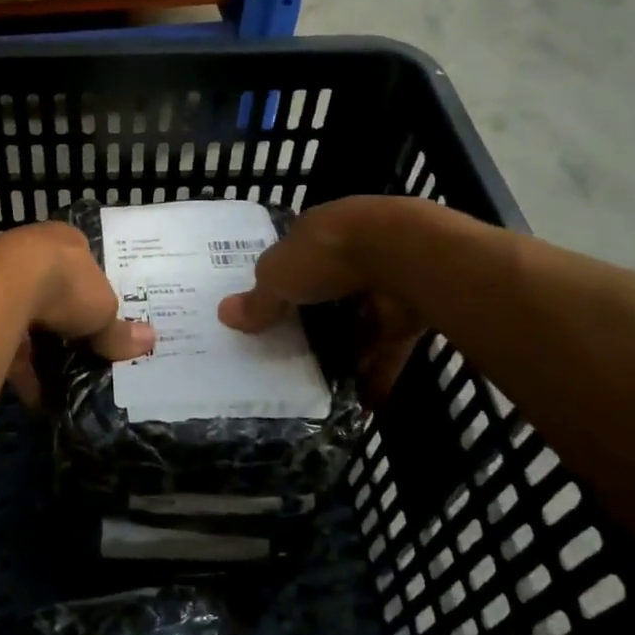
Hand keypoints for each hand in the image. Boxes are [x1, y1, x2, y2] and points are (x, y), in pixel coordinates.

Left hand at [0, 223, 153, 406]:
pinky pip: (2, 341)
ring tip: (58, 385)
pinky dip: (18, 368)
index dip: (91, 291)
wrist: (2, 289)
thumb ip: (120, 330)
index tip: (98, 318)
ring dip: (38, 351)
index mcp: (64, 240)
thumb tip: (150, 341)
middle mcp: (27, 250)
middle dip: (63, 324)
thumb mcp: (104, 311)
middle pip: (50, 290)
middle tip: (79, 352)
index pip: (81, 262)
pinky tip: (33, 396)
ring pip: (23, 317)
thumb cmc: (65, 286)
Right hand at [217, 196, 429, 400]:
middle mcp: (353, 252)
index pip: (295, 259)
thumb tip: (224, 314)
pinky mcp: (411, 314)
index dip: (280, 284)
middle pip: (327, 293)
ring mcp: (386, 282)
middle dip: (312, 323)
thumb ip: (258, 299)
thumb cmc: (328, 254)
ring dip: (345, 352)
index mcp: (318, 233)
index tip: (266, 315)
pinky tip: (359, 402)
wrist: (404, 255)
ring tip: (318, 386)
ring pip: (360, 322)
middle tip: (287, 356)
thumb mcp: (278, 276)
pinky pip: (388, 348)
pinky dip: (376, 373)